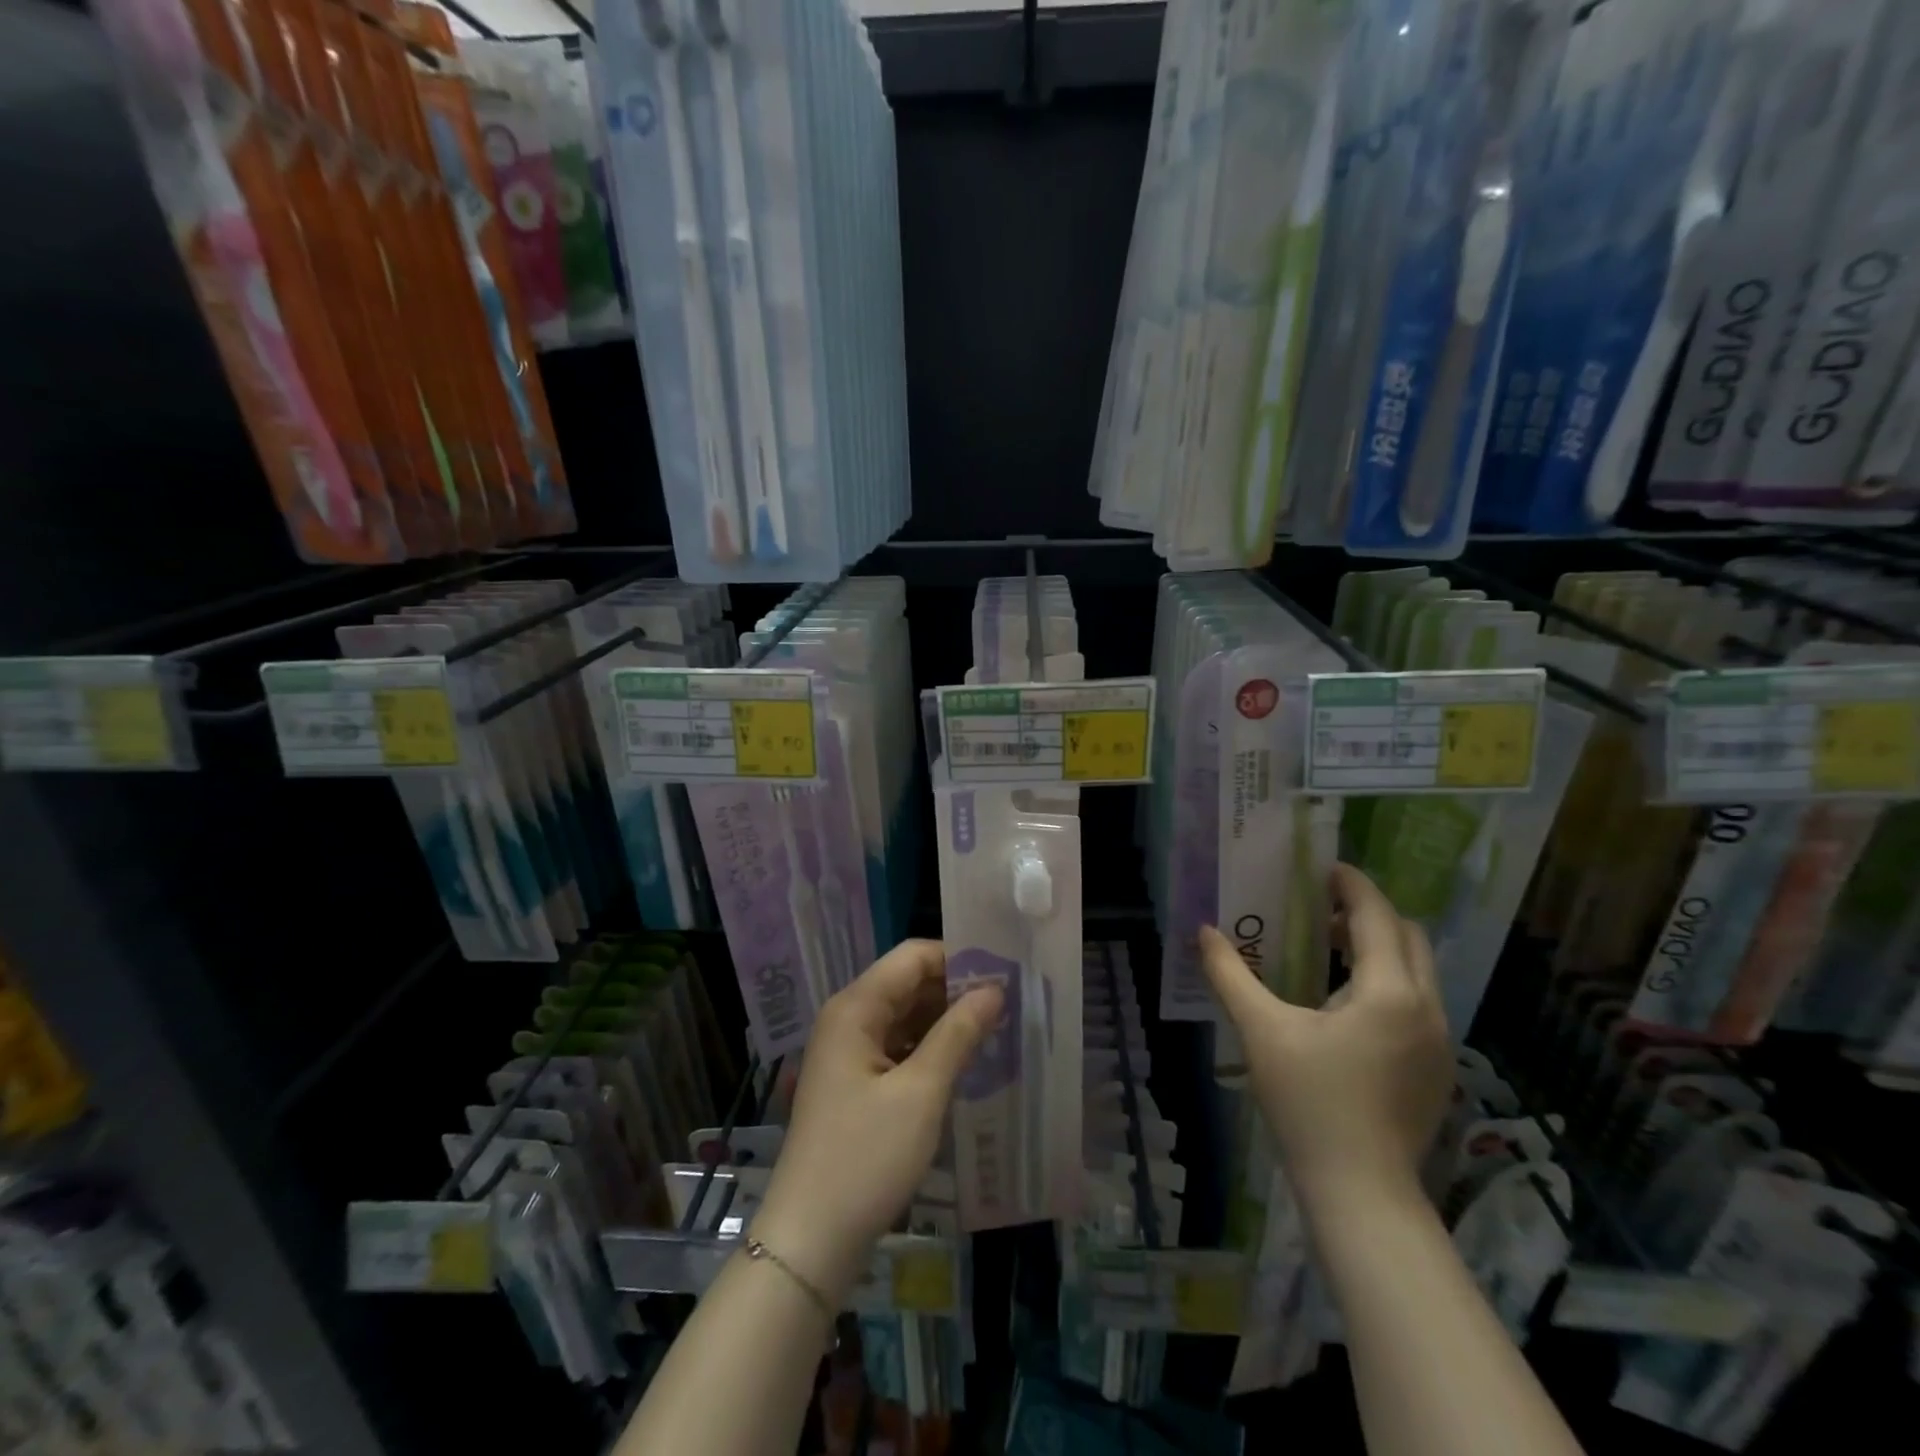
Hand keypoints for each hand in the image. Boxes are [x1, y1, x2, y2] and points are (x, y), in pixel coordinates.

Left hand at [750, 940, 1002, 1300]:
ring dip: (945, 1020)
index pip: (912, 957)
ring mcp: (848, 1052)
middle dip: (956, 990)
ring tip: (996, 1029)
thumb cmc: (865, 1159)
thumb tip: (994, 989)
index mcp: (855, 1007)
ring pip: (905, 1016)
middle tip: (1009, 1003)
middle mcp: (848, 1018)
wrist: (810, 1240)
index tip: (1004, 974)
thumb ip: (958, 1034)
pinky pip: (898, 1047)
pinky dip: (929, 1048)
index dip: (958, 959)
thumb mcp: (921, 1093)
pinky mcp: (854, 1082)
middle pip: (908, 983)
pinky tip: (964, 1062)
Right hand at [1200, 863, 1449, 1215]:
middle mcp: (1426, 1007)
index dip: (1351, 884)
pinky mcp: (1437, 1067)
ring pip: (1418, 969)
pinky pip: (1418, 1000)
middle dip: (1368, 912)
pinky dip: (1388, 979)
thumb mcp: (1261, 1032)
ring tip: (1328, 949)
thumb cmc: (1309, 1103)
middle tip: (1321, 909)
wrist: (1362, 1192)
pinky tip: (1345, 1003)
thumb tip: (1204, 932)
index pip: (1376, 915)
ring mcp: (1439, 1040)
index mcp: (1389, 992)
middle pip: (1408, 935)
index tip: (1322, 868)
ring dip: (1379, 946)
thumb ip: (1230, 974)